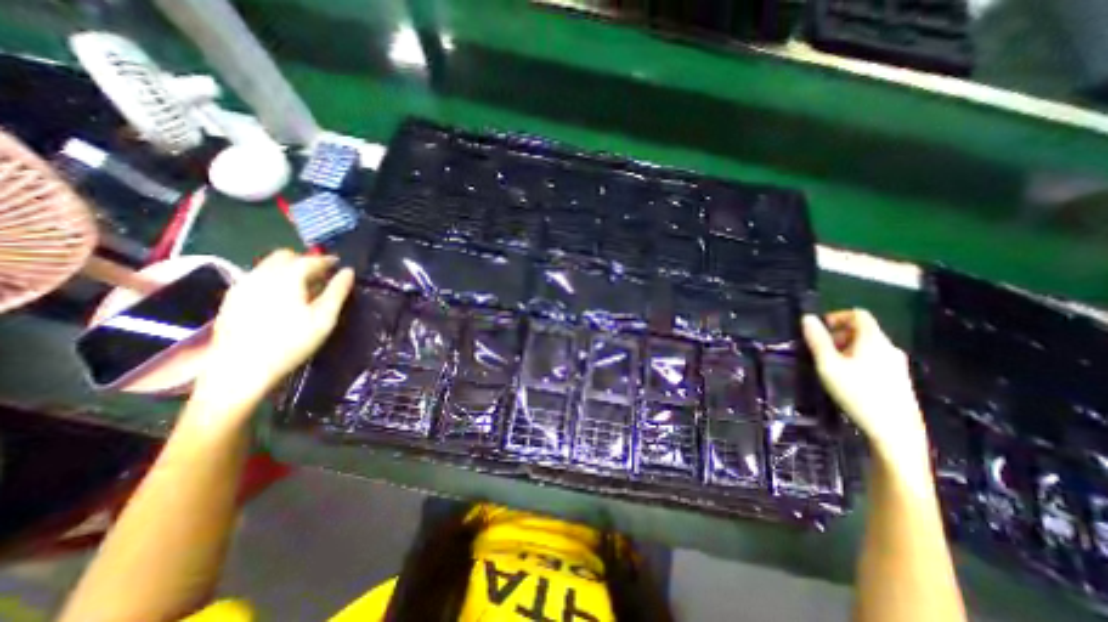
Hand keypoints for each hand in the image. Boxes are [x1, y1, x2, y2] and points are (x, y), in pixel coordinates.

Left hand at [196, 249, 354, 404]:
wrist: (240, 369)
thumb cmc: (291, 343)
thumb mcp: (324, 319)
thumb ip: (337, 292)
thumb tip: (348, 272)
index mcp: (286, 278)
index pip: (309, 260)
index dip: (327, 261)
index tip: (340, 265)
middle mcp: (261, 275)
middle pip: (285, 256)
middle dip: (305, 261)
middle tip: (322, 276)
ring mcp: (243, 285)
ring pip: (269, 265)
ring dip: (289, 269)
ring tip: (305, 287)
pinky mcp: (232, 298)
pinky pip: (257, 277)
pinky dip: (274, 279)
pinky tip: (282, 297)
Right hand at [807, 308, 926, 459]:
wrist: (894, 431)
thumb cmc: (857, 393)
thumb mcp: (828, 365)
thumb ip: (817, 340)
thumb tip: (807, 318)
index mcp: (873, 340)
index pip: (858, 314)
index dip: (836, 316)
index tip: (819, 329)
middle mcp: (889, 347)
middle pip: (862, 330)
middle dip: (838, 335)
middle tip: (820, 350)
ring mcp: (897, 364)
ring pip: (868, 345)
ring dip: (846, 348)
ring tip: (830, 365)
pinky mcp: (898, 379)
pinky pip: (874, 358)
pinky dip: (857, 360)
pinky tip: (847, 379)